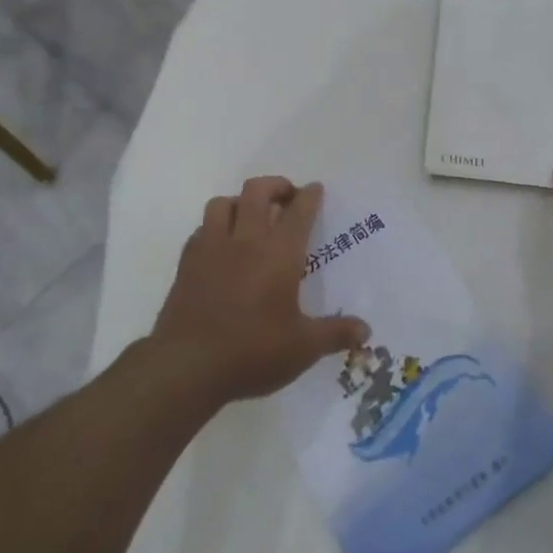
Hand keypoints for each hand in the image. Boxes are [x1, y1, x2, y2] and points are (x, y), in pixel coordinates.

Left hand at [151, 178, 369, 405]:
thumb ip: (335, 334)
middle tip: (287, 197)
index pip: (298, 212)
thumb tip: (366, 331)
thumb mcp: (303, 348)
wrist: (186, 366)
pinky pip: (201, 229)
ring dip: (240, 202)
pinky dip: (215, 227)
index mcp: (279, 254)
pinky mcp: (187, 263)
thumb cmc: (252, 352)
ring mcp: (212, 249)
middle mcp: (246, 241)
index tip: (315, 189)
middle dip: (276, 186)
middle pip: (257, 191)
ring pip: (223, 203)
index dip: (309, 196)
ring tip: (250, 216)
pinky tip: (222, 246)